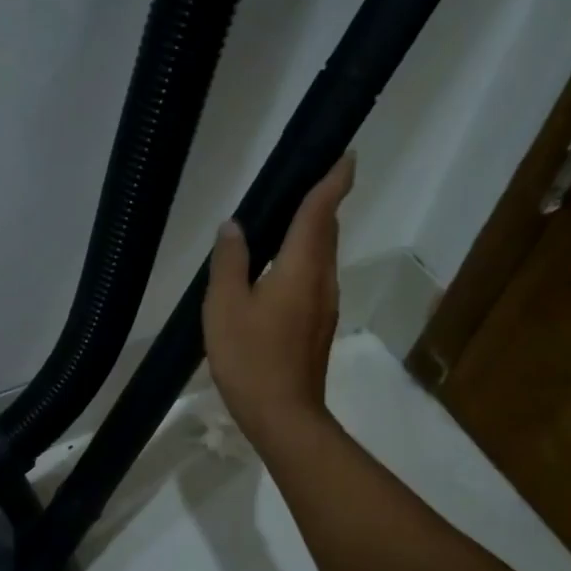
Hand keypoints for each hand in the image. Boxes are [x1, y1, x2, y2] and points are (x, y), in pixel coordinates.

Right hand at [203, 153, 354, 449]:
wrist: (283, 415)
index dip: (333, 181)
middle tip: (304, 182)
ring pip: (321, 256)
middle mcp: (322, 280)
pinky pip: (314, 278)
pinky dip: (302, 260)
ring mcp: (324, 305)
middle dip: (322, 203)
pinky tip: (277, 270)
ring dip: (312, 233)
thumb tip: (234, 226)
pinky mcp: (318, 326)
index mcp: (301, 267)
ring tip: (285, 221)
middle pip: (326, 231)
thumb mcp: (225, 306)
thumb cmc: (250, 358)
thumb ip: (230, 262)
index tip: (345, 156)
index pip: (321, 212)